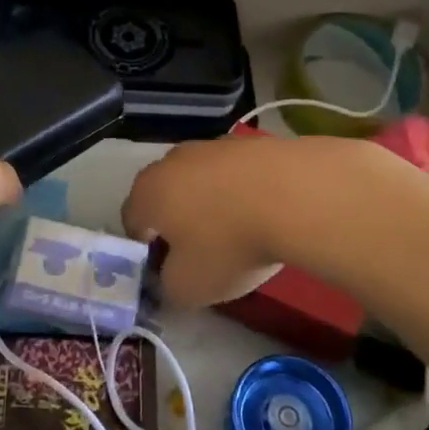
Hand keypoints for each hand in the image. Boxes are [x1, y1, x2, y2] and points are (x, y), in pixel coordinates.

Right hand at [122, 134, 297, 308]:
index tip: (167, 269)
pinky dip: (241, 190)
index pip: (131, 222)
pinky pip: (234, 173)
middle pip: (164, 195)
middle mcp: (171, 162)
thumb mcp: (189, 286)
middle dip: (176, 221)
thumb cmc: (229, 243)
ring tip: (238, 231)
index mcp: (147, 194)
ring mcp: (211, 146)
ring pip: (199, 180)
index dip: (145, 249)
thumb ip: (168, 287)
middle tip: (199, 251)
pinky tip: (263, 212)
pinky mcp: (249, 142)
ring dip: (209, 203)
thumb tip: (170, 279)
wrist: (296, 195)